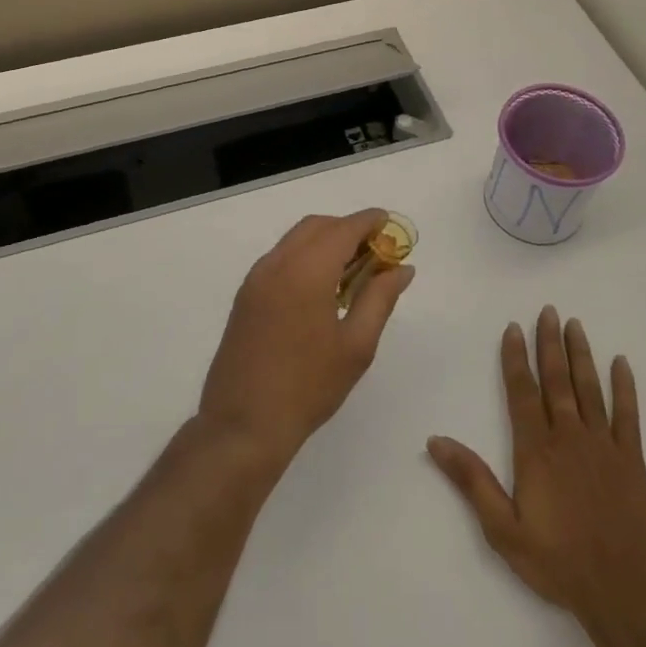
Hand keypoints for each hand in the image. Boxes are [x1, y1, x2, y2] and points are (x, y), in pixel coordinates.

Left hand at [198, 210, 414, 470]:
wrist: (243, 425)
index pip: (343, 229)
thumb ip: (380, 298)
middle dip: (347, 229)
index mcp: (306, 271)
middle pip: (316, 227)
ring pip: (295, 240)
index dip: (369, 221)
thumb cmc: (308, 387)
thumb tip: (402, 269)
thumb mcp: (356, 345)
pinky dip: (305, 256)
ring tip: (353, 270)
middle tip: (375, 251)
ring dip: (325, 241)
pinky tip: (322, 287)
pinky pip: (280, 258)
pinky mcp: (245, 296)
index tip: (390, 224)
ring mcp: (256, 279)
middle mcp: (277, 264)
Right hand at [428, 306, 645, 646]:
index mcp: (536, 450)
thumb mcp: (503, 529)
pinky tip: (622, 363)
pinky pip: (628, 415)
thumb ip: (471, 481)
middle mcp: (569, 437)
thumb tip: (436, 440)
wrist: (624, 592)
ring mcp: (604, 445)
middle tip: (548, 311)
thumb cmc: (557, 562)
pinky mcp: (632, 460)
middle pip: (557, 380)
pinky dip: (625, 387)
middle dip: (550, 344)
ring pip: (590, 388)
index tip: (514, 328)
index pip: (522, 392)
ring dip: (581, 355)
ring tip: (576, 325)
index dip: (516, 358)